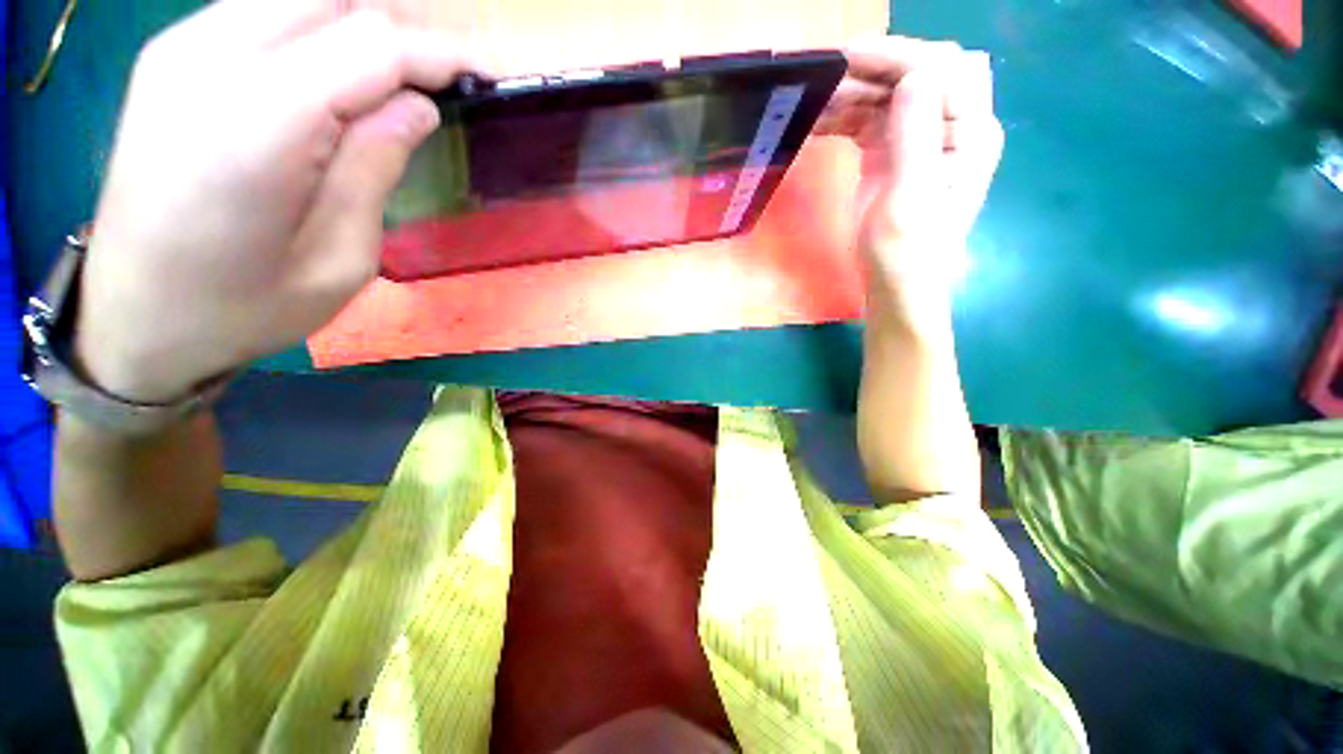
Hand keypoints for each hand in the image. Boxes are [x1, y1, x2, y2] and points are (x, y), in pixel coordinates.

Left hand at [76, 1, 484, 402]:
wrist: (136, 320)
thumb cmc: (244, 308)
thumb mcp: (339, 258)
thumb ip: (376, 167)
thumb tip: (417, 106)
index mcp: (257, 126)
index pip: (371, 44)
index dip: (440, 50)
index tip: (489, 71)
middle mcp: (209, 62)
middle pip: (333, 0)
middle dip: (405, 25)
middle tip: (449, 72)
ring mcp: (180, 50)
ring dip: (361, 21)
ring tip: (404, 71)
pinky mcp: (170, 55)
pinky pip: (262, 10)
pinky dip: (317, 24)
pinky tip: (338, 68)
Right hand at [819, 37, 1002, 299]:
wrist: (895, 286)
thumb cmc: (907, 253)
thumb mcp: (911, 199)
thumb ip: (917, 136)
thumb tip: (915, 73)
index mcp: (969, 133)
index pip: (944, 71)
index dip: (901, 57)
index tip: (852, 57)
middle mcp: (951, 127)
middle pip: (920, 74)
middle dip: (877, 68)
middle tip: (830, 73)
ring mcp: (920, 141)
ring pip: (891, 96)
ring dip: (855, 93)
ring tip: (815, 100)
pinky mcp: (893, 156)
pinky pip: (871, 122)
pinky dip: (846, 118)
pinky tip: (820, 122)